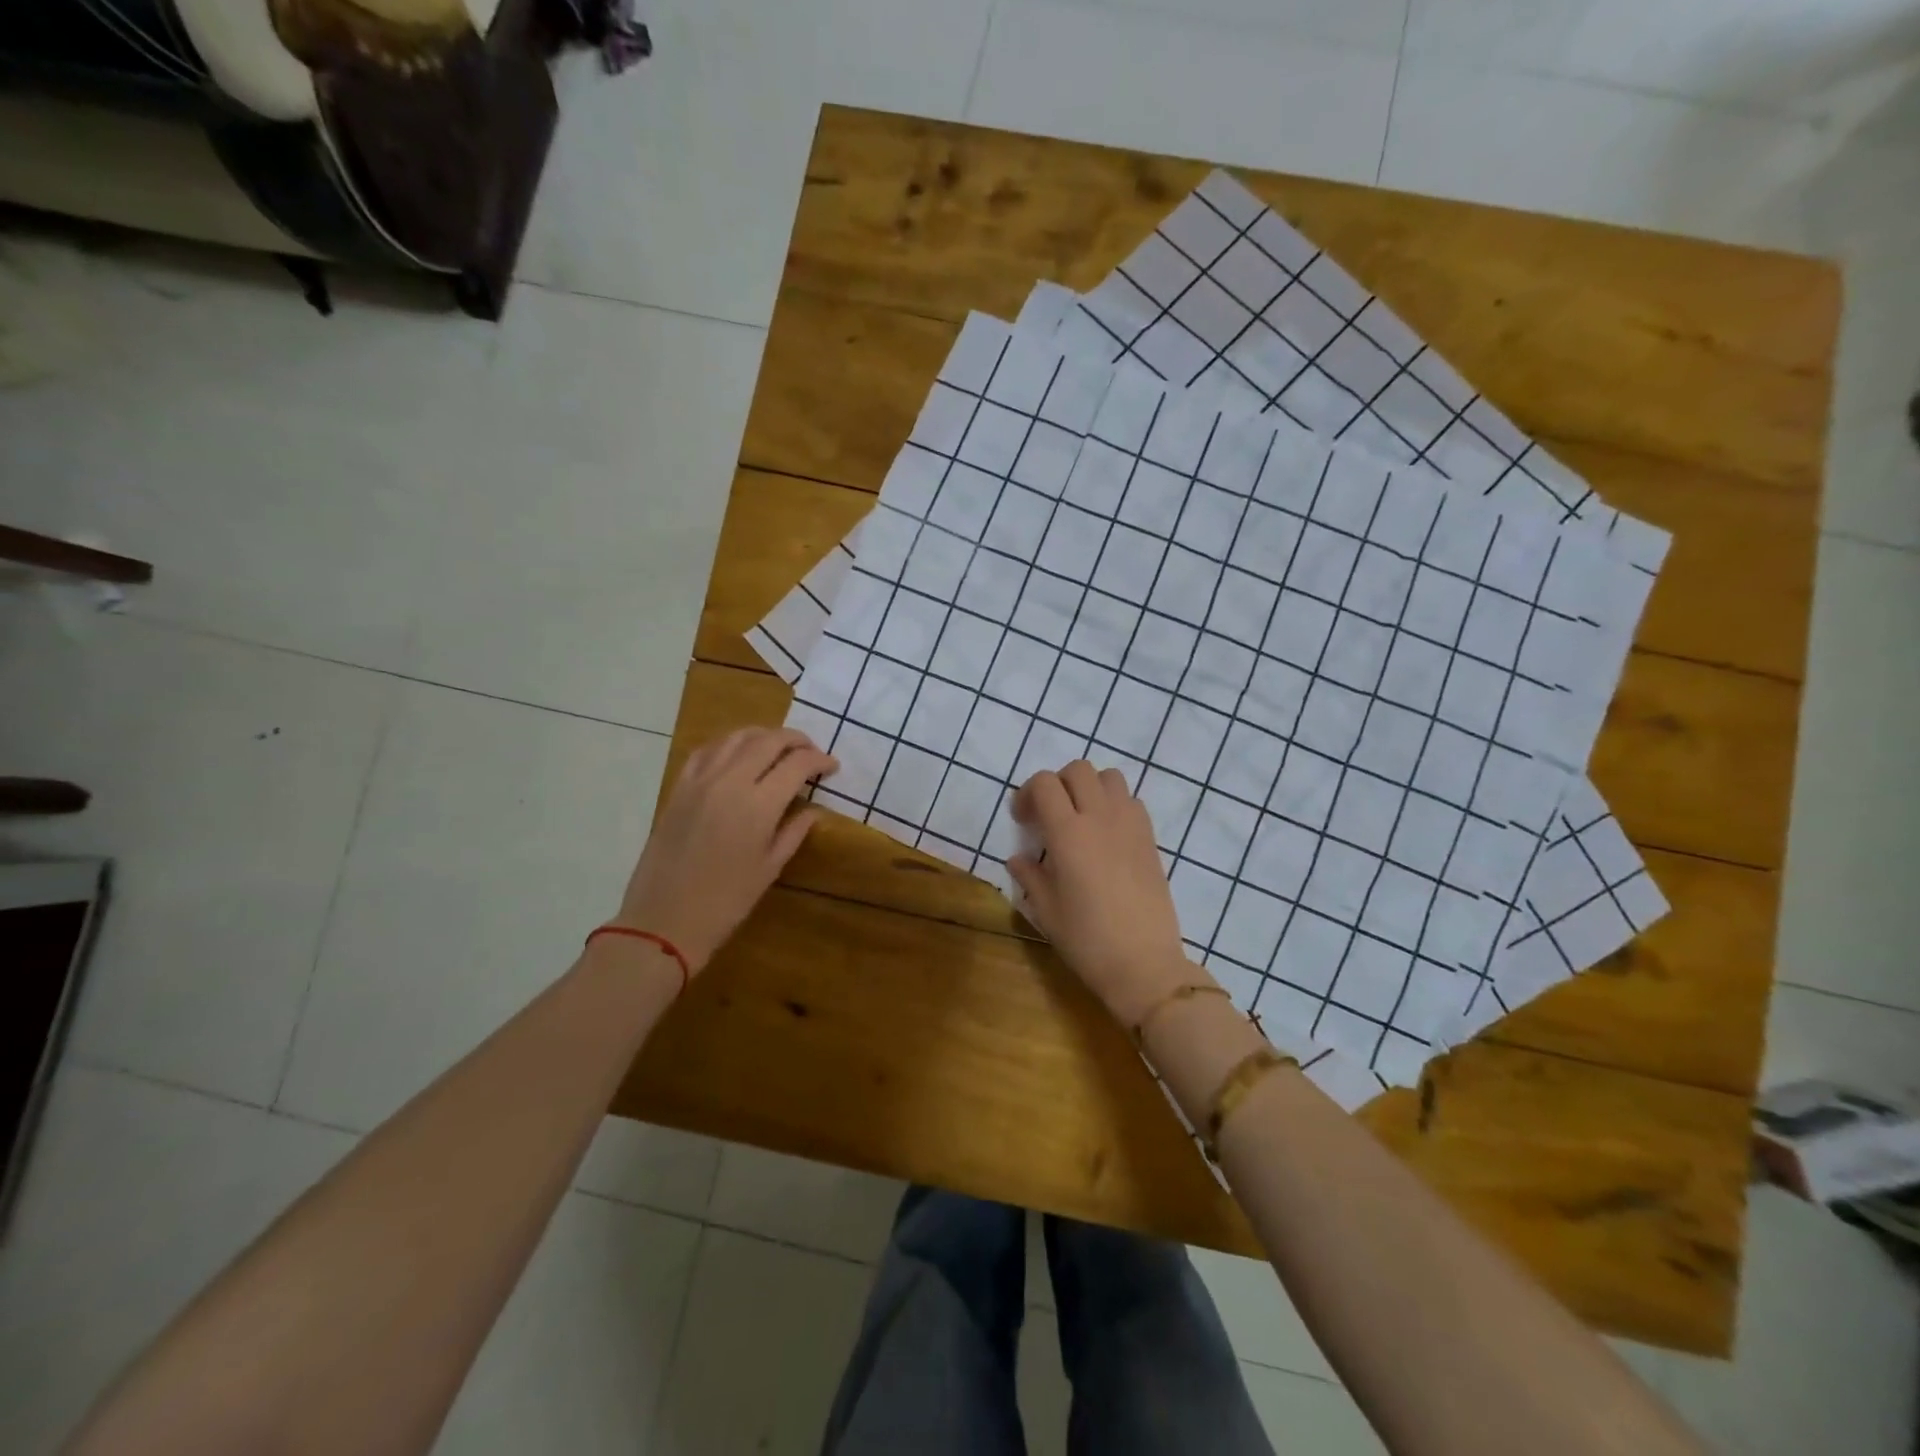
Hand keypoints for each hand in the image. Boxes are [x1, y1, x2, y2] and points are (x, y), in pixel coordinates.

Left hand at [615, 727, 837, 972]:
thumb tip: (812, 809)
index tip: (831, 767)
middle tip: (810, 752)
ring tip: (778, 747)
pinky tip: (738, 754)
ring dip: (764, 735)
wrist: (664, 920)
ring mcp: (700, 781)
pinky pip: (707, 750)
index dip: (819, 760)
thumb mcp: (770, 868)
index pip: (797, 764)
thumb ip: (794, 832)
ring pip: (737, 737)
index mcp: (758, 806)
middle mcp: (730, 782)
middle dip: (796, 741)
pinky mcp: (679, 788)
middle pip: (769, 741)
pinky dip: (729, 744)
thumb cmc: (726, 902)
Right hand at [1006, 761, 1197, 1024]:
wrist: (1144, 963)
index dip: (1027, 793)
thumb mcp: (1046, 911)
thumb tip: (1019, 860)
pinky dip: (1115, 804)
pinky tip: (1107, 835)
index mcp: (1067, 833)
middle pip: (1078, 770)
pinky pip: (1132, 801)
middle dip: (1058, 784)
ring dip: (1090, 787)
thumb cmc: (1087, 940)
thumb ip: (1030, 877)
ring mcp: (1130, 825)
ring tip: (1081, 818)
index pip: (1044, 783)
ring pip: (1109, 777)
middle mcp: (1100, 818)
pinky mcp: (1150, 838)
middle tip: (1050, 815)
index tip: (1023, 820)